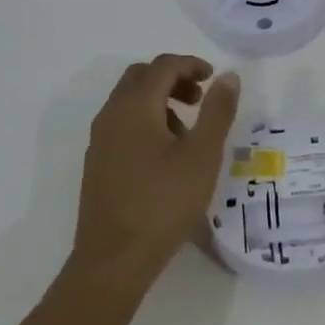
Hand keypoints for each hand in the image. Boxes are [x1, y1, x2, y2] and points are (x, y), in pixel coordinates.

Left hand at [71, 54, 240, 292]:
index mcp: (135, 106)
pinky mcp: (97, 163)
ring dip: (159, 100)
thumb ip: (217, 112)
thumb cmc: (163, 203)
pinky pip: (121, 123)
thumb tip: (227, 77)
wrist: (113, 260)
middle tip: (200, 98)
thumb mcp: (202, 155)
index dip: (191, 64)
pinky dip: (145, 121)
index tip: (213, 78)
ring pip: (129, 100)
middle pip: (141, 76)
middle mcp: (111, 115)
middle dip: (173, 78)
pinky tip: (165, 156)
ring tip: (188, 131)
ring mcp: (100, 140)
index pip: (162, 66)